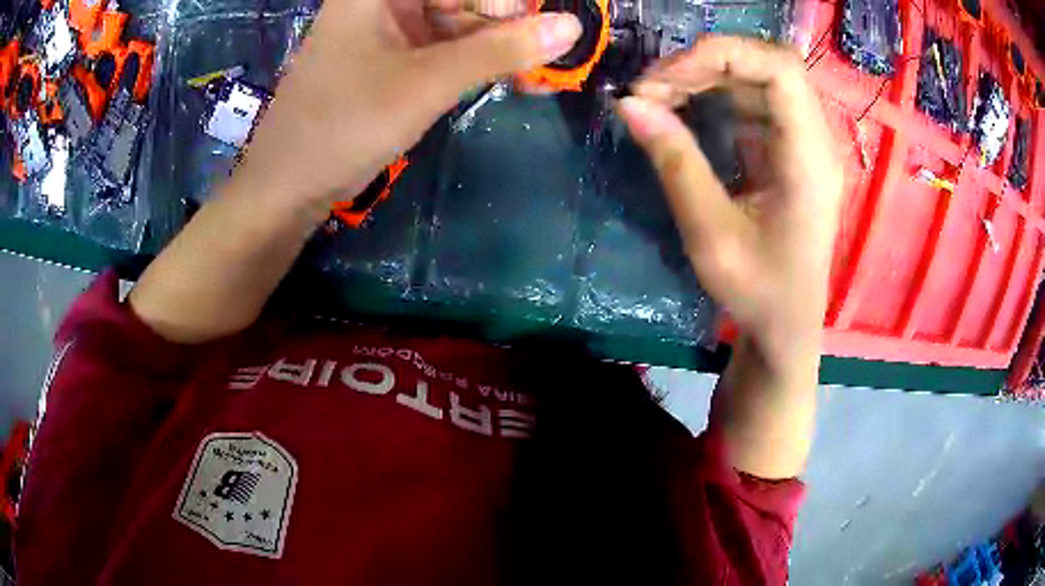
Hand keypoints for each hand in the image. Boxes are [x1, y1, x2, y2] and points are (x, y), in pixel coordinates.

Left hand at [231, 0, 582, 221]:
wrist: (286, 187)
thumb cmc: (344, 126)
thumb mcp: (427, 83)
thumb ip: (501, 50)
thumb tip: (572, 26)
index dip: (505, 3)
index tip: (544, 29)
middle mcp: (381, 0)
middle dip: (503, 23)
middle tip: (538, 58)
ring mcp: (385, 28)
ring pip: (456, 21)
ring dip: (494, 45)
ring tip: (528, 75)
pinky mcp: (388, 57)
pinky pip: (442, 46)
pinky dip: (473, 61)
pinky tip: (502, 77)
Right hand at [618, 37, 842, 368]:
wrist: (785, 325)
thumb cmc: (758, 291)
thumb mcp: (710, 234)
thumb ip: (675, 163)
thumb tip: (629, 104)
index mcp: (810, 159)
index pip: (779, 69)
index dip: (720, 55)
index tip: (665, 79)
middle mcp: (815, 140)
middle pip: (767, 64)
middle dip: (706, 63)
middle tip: (653, 88)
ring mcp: (804, 142)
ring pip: (758, 77)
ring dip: (707, 76)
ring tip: (660, 96)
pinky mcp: (789, 149)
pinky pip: (754, 100)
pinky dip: (715, 94)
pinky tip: (685, 109)